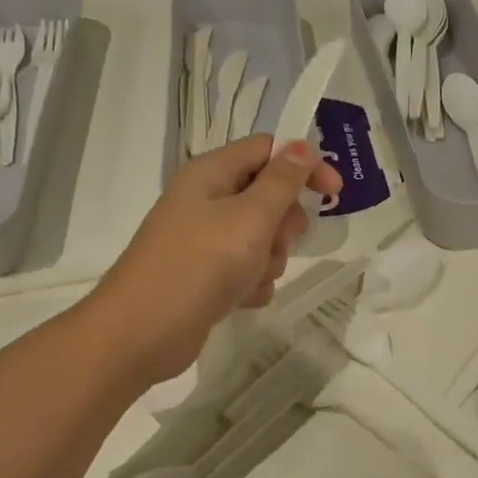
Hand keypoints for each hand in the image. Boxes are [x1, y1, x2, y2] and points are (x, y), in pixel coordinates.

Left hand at [90, 136, 341, 382]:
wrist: (143, 332)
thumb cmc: (201, 263)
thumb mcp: (251, 217)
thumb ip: (282, 181)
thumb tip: (301, 146)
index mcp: (211, 173)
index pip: (267, 150)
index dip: (303, 165)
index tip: (334, 192)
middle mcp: (206, 200)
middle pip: (267, 196)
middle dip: (284, 223)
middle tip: (279, 241)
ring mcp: (204, 240)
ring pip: (261, 238)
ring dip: (270, 258)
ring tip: (253, 276)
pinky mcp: (206, 276)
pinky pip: (246, 269)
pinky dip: (252, 283)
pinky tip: (243, 299)